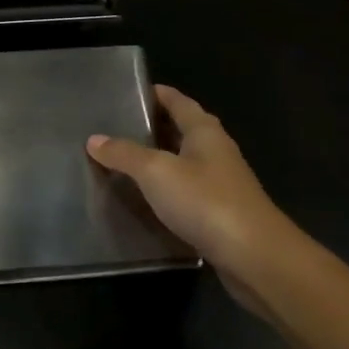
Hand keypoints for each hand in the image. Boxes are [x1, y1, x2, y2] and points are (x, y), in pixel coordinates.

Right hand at [86, 85, 299, 307]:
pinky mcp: (219, 213)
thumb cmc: (205, 201)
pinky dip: (165, 188)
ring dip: (158, 159)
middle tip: (115, 126)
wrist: (254, 256)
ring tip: (122, 160)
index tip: (128, 91)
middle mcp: (216, 152)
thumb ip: (124, 154)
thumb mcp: (156, 171)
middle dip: (152, 126)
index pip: (178, 102)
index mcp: (205, 132)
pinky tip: (144, 197)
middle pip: (182, 130)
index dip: (156, 94)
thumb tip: (94, 139)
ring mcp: (220, 184)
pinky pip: (186, 190)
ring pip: (183, 161)